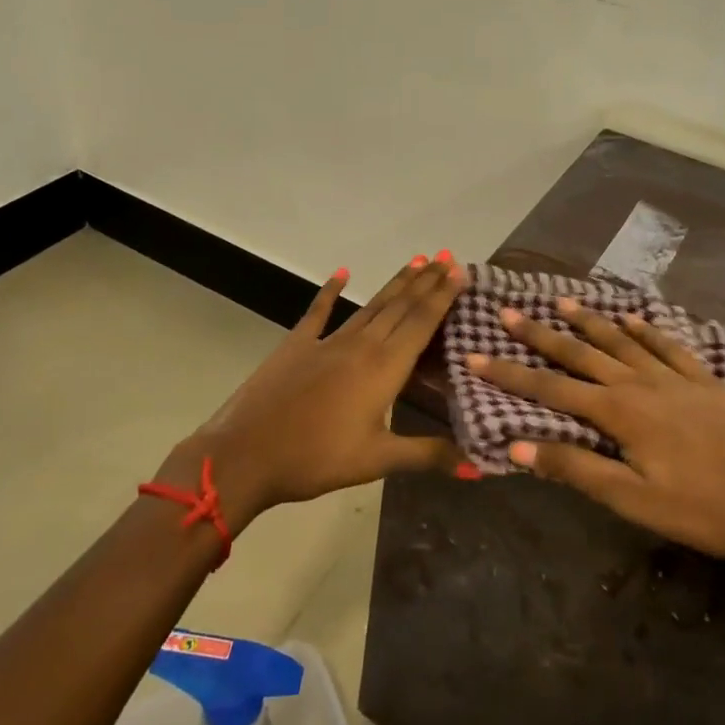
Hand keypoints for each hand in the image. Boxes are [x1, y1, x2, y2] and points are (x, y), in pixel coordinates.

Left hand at [153, 256, 465, 531]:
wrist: (245, 454)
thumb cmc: (316, 459)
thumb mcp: (377, 460)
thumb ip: (428, 455)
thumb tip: (479, 468)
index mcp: (384, 368)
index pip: (421, 322)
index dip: (443, 295)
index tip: (460, 270)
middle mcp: (361, 345)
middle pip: (400, 306)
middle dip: (426, 281)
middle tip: (447, 257)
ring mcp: (327, 341)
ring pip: (370, 306)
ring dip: (395, 284)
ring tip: (416, 261)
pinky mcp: (297, 345)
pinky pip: (318, 312)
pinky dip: (330, 291)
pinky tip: (342, 273)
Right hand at [472, 299, 724, 613]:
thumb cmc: (703, 510)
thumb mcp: (633, 499)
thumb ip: (576, 466)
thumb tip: (517, 442)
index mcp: (620, 411)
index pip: (551, 387)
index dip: (510, 373)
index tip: (476, 355)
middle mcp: (641, 382)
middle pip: (582, 353)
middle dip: (541, 335)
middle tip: (509, 313)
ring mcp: (676, 378)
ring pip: (622, 340)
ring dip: (589, 321)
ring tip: (561, 302)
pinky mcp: (705, 382)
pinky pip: (668, 346)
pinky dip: (647, 330)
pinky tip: (636, 319)